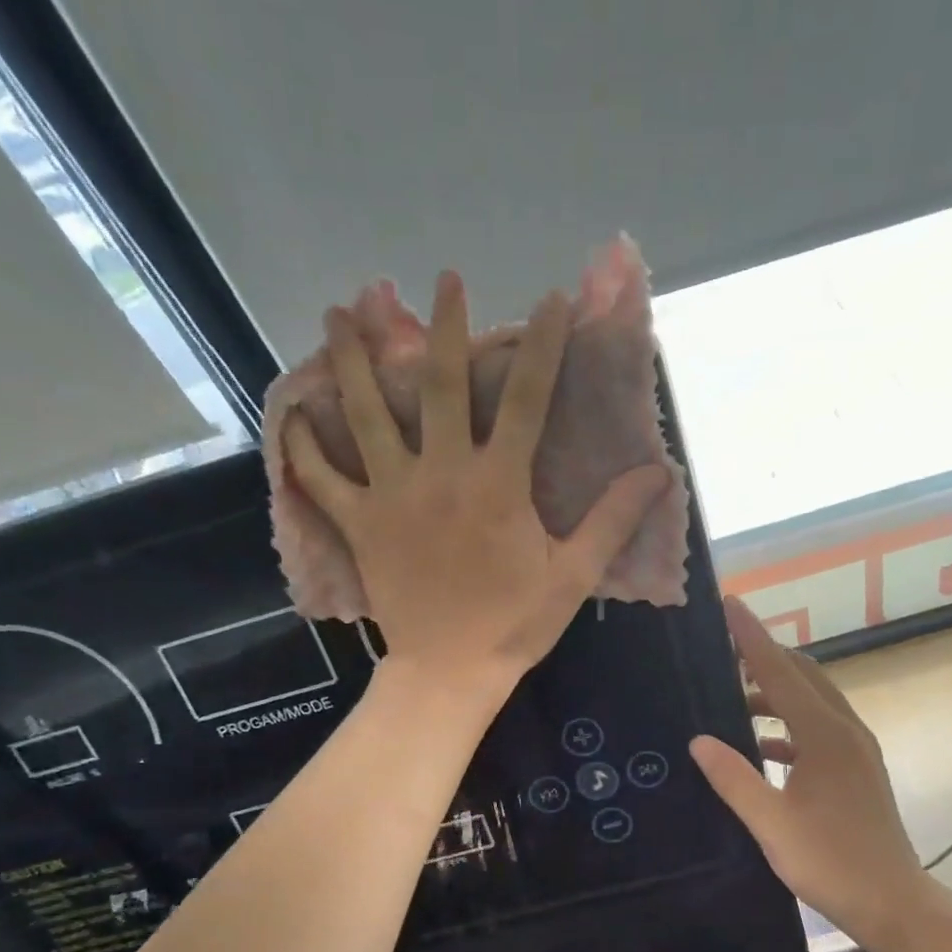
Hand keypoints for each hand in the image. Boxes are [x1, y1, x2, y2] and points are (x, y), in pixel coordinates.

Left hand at [283, 272, 670, 700]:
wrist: (450, 671)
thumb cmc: (515, 624)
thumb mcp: (574, 574)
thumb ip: (611, 519)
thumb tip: (658, 473)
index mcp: (498, 483)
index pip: (528, 399)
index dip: (543, 346)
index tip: (552, 300)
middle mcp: (441, 473)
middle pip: (439, 385)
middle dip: (445, 327)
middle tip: (444, 280)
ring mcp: (392, 495)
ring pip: (365, 414)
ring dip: (352, 359)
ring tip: (339, 311)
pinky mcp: (359, 524)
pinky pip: (322, 478)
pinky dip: (305, 446)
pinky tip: (293, 412)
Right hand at [690, 598, 933, 949]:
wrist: (894, 902)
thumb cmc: (830, 862)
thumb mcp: (771, 823)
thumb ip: (733, 778)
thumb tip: (699, 739)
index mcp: (825, 735)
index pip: (780, 672)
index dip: (751, 638)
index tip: (730, 604)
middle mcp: (845, 730)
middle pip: (802, 675)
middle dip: (764, 658)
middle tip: (723, 652)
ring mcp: (856, 749)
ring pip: (812, 701)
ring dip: (775, 694)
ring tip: (734, 700)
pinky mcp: (857, 768)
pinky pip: (818, 728)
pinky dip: (788, 726)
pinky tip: (761, 748)